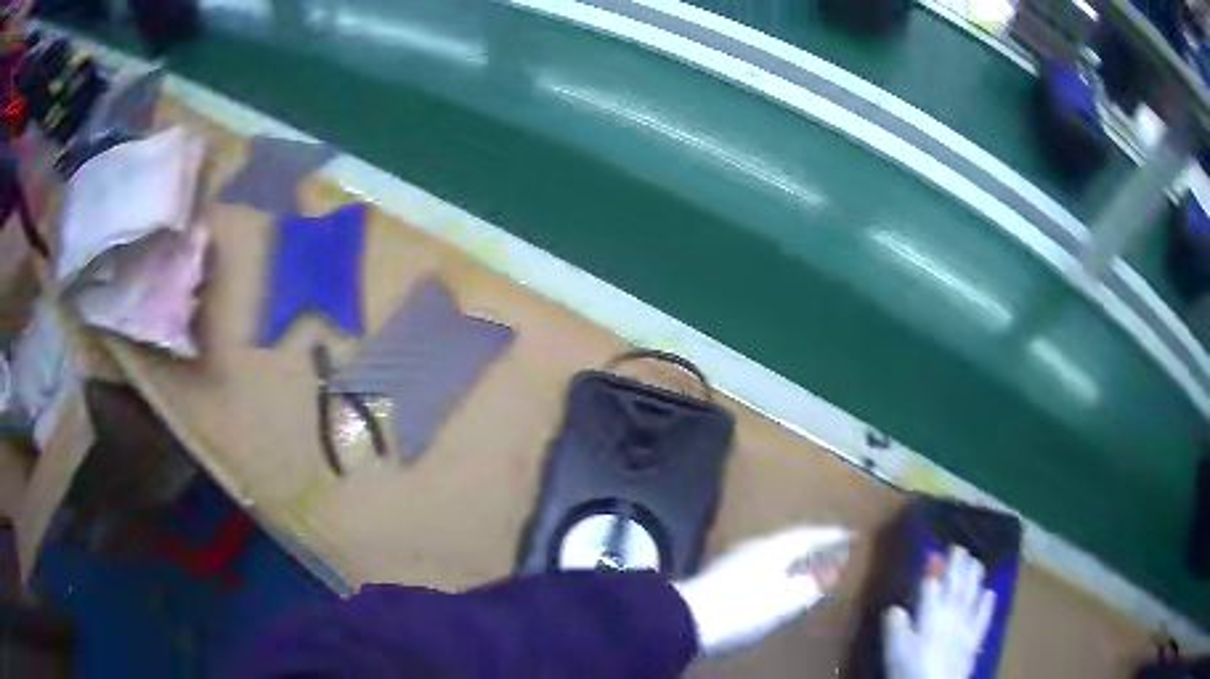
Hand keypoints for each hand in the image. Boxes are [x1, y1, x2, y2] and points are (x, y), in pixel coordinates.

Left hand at [673, 525, 849, 654]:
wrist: (685, 620)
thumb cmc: (744, 609)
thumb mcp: (788, 599)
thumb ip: (812, 582)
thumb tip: (831, 568)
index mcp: (776, 547)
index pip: (811, 534)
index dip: (832, 534)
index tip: (851, 533)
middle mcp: (757, 545)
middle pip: (792, 539)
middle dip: (814, 541)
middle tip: (833, 545)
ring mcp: (736, 559)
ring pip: (776, 550)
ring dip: (795, 554)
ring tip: (811, 561)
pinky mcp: (722, 576)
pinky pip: (763, 563)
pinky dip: (779, 567)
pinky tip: (777, 579)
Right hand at [883, 545, 996, 678]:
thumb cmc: (910, 667)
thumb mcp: (894, 648)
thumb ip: (894, 625)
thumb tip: (896, 608)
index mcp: (931, 612)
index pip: (932, 584)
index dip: (932, 570)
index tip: (933, 555)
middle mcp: (951, 611)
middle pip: (956, 583)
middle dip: (957, 564)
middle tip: (959, 547)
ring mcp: (966, 624)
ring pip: (972, 593)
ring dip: (974, 576)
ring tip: (976, 561)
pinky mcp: (974, 639)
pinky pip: (983, 616)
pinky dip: (987, 603)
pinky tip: (990, 592)